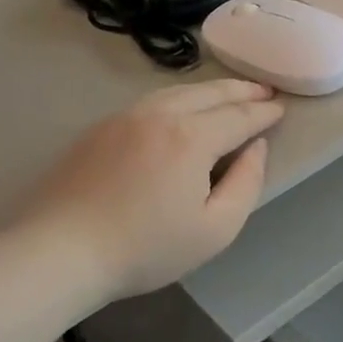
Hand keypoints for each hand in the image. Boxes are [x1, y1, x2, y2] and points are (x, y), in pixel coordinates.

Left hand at [21, 80, 284, 299]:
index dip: (264, 114)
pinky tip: (185, 107)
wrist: (60, 251)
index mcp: (191, 138)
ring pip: (178, 91)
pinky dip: (180, 97)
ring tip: (231, 93)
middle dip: (241, 91)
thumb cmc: (147, 248)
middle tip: (264, 91)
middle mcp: (160, 115)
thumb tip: (256, 148)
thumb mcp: (216, 229)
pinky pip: (152, 101)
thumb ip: (247, 183)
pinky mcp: (101, 128)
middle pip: (209, 93)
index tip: (282, 110)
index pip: (239, 117)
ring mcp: (125, 117)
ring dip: (211, 89)